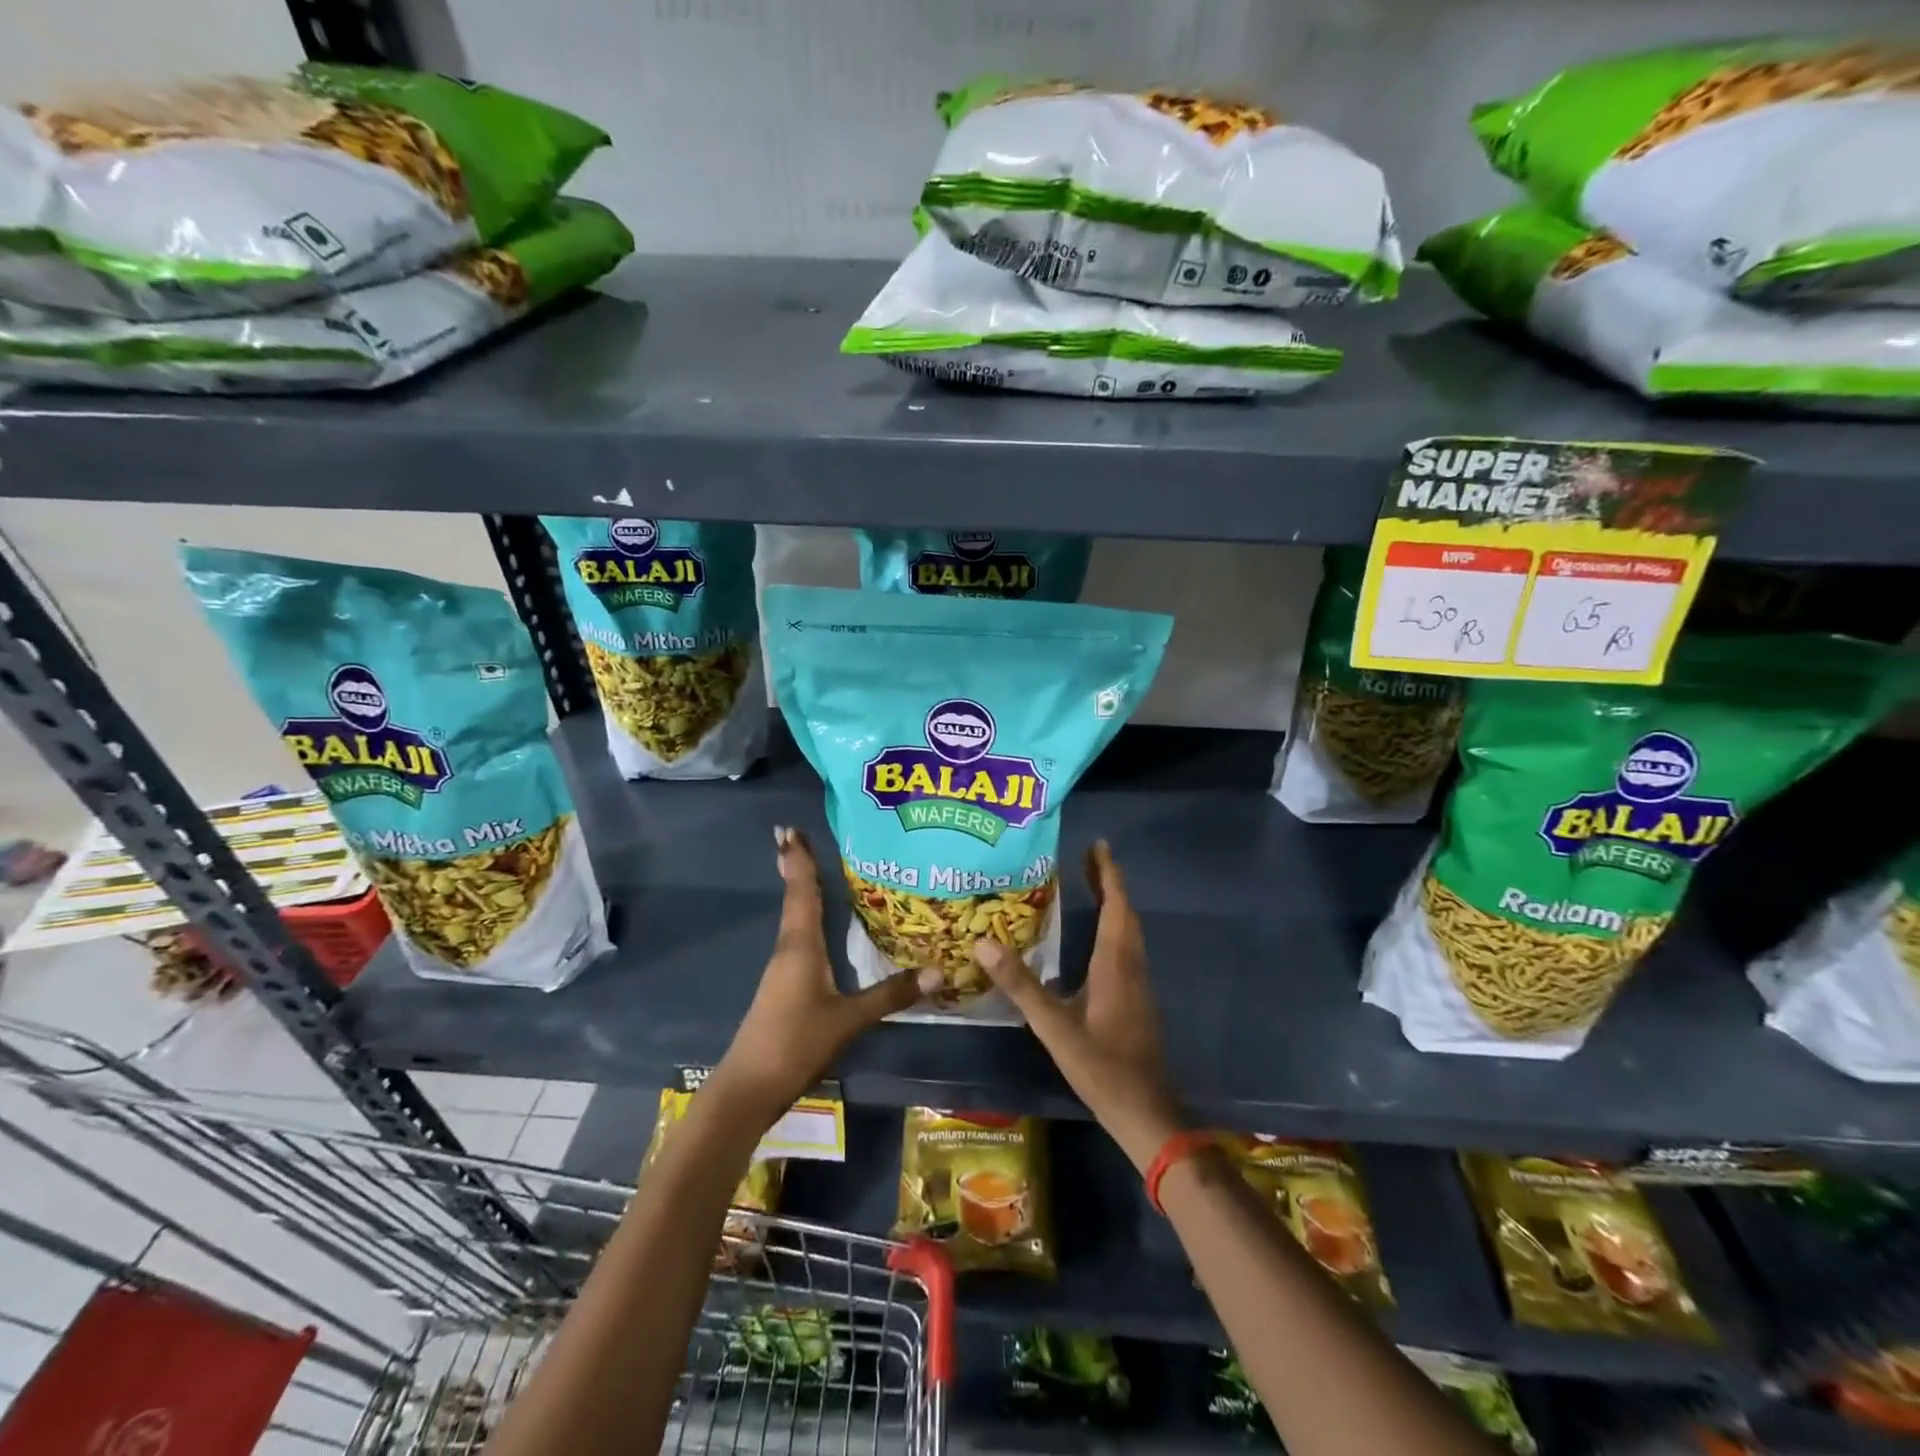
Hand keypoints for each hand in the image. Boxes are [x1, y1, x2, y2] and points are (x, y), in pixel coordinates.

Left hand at [710, 826, 940, 1119]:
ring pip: (796, 919)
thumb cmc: (796, 1041)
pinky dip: (808, 921)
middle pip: (795, 899)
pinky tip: (820, 927)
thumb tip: (940, 970)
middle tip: (797, 837)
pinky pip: (800, 940)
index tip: (789, 830)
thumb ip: (891, 994)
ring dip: (801, 893)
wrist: (749, 1087)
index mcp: (800, 946)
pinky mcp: (785, 987)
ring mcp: (784, 970)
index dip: (799, 861)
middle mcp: (789, 949)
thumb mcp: (849, 1019)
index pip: (802, 892)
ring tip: (816, 872)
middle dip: (797, 868)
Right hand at [972, 840, 1183, 1170]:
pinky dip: (1114, 927)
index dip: (1108, 874)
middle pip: (1125, 913)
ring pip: (1129, 931)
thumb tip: (983, 942)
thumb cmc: (1101, 1066)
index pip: (1116, 906)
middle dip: (1109, 883)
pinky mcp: (1137, 999)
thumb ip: (1020, 985)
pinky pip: (1127, 948)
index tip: (1098, 846)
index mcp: (1115, 964)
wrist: (1145, 1111)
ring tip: (1092, 887)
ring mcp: (1138, 983)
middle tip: (1088, 859)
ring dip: (1114, 904)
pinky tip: (1096, 938)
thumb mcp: (1054, 1026)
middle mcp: (1131, 966)